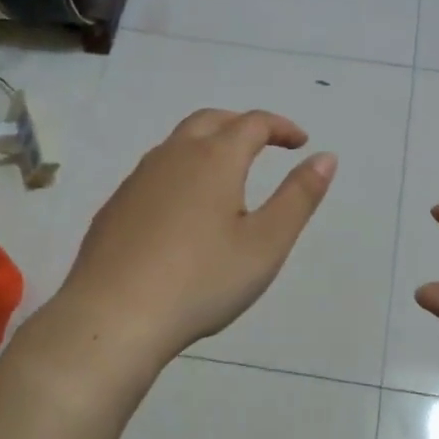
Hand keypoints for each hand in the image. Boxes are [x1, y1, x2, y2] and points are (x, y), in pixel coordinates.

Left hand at [55, 109, 336, 366]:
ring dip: (209, 145)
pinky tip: (184, 210)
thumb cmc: (201, 281)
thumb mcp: (266, 244)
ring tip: (227, 174)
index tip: (300, 142)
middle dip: (242, 125)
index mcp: (214, 159)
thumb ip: (299, 196)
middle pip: (211, 120)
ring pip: (178, 143)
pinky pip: (155, 172)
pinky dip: (181, 172)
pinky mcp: (115, 207)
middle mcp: (173, 156)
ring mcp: (138, 180)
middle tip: (265, 144)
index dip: (281, 127)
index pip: (253, 123)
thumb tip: (325, 157)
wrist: (112, 318)